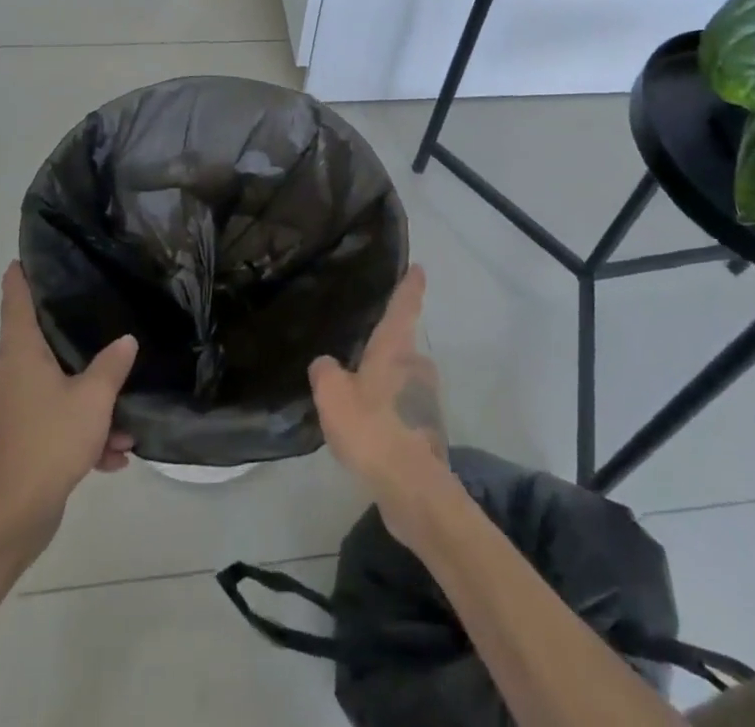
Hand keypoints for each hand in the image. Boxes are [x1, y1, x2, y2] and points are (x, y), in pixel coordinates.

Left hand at [0, 263, 137, 547]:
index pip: (16, 300)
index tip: (27, 257)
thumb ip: (112, 364)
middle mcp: (6, 373)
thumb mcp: (94, 398)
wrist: (11, 519)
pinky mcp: (12, 438)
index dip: (21, 276)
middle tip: (102, 329)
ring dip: (86, 402)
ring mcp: (6, 407)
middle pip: (39, 342)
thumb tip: (126, 340)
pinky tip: (111, 456)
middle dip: (75, 344)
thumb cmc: (49, 442)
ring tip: (123, 424)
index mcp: (19, 352)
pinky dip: (77, 430)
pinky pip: (49, 419)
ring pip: (51, 387)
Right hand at [309, 266, 447, 528]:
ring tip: (359, 405)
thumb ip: (324, 371)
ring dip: (386, 389)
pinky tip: (370, 435)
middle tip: (359, 360)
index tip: (419, 267)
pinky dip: (390, 417)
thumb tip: (327, 364)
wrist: (412, 488)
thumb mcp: (332, 394)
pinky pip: (404, 412)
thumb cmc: (372, 428)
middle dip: (385, 354)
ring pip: (403, 383)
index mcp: (396, 349)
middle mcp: (418, 367)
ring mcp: (428, 400)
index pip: (404, 306)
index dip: (410, 285)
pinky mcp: (429, 432)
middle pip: (402, 349)